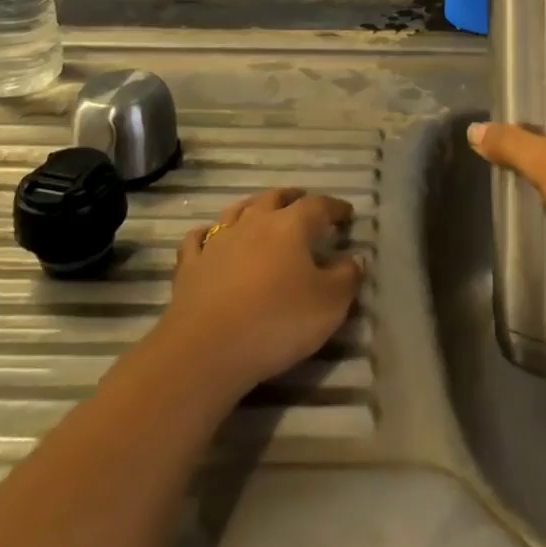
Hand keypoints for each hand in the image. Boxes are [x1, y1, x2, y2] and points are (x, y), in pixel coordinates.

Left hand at [157, 188, 363, 400]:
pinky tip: (209, 238)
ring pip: (237, 211)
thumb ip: (347, 278)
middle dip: (292, 198)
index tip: (346, 214)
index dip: (335, 207)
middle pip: (275, 198)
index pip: (318, 206)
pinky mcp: (190, 265)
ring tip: (261, 211)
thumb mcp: (329, 305)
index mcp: (291, 226)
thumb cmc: (277, 322)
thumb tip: (354, 259)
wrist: (206, 349)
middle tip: (303, 202)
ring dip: (253, 207)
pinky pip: (199, 239)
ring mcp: (218, 241)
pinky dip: (208, 234)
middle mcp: (254, 222)